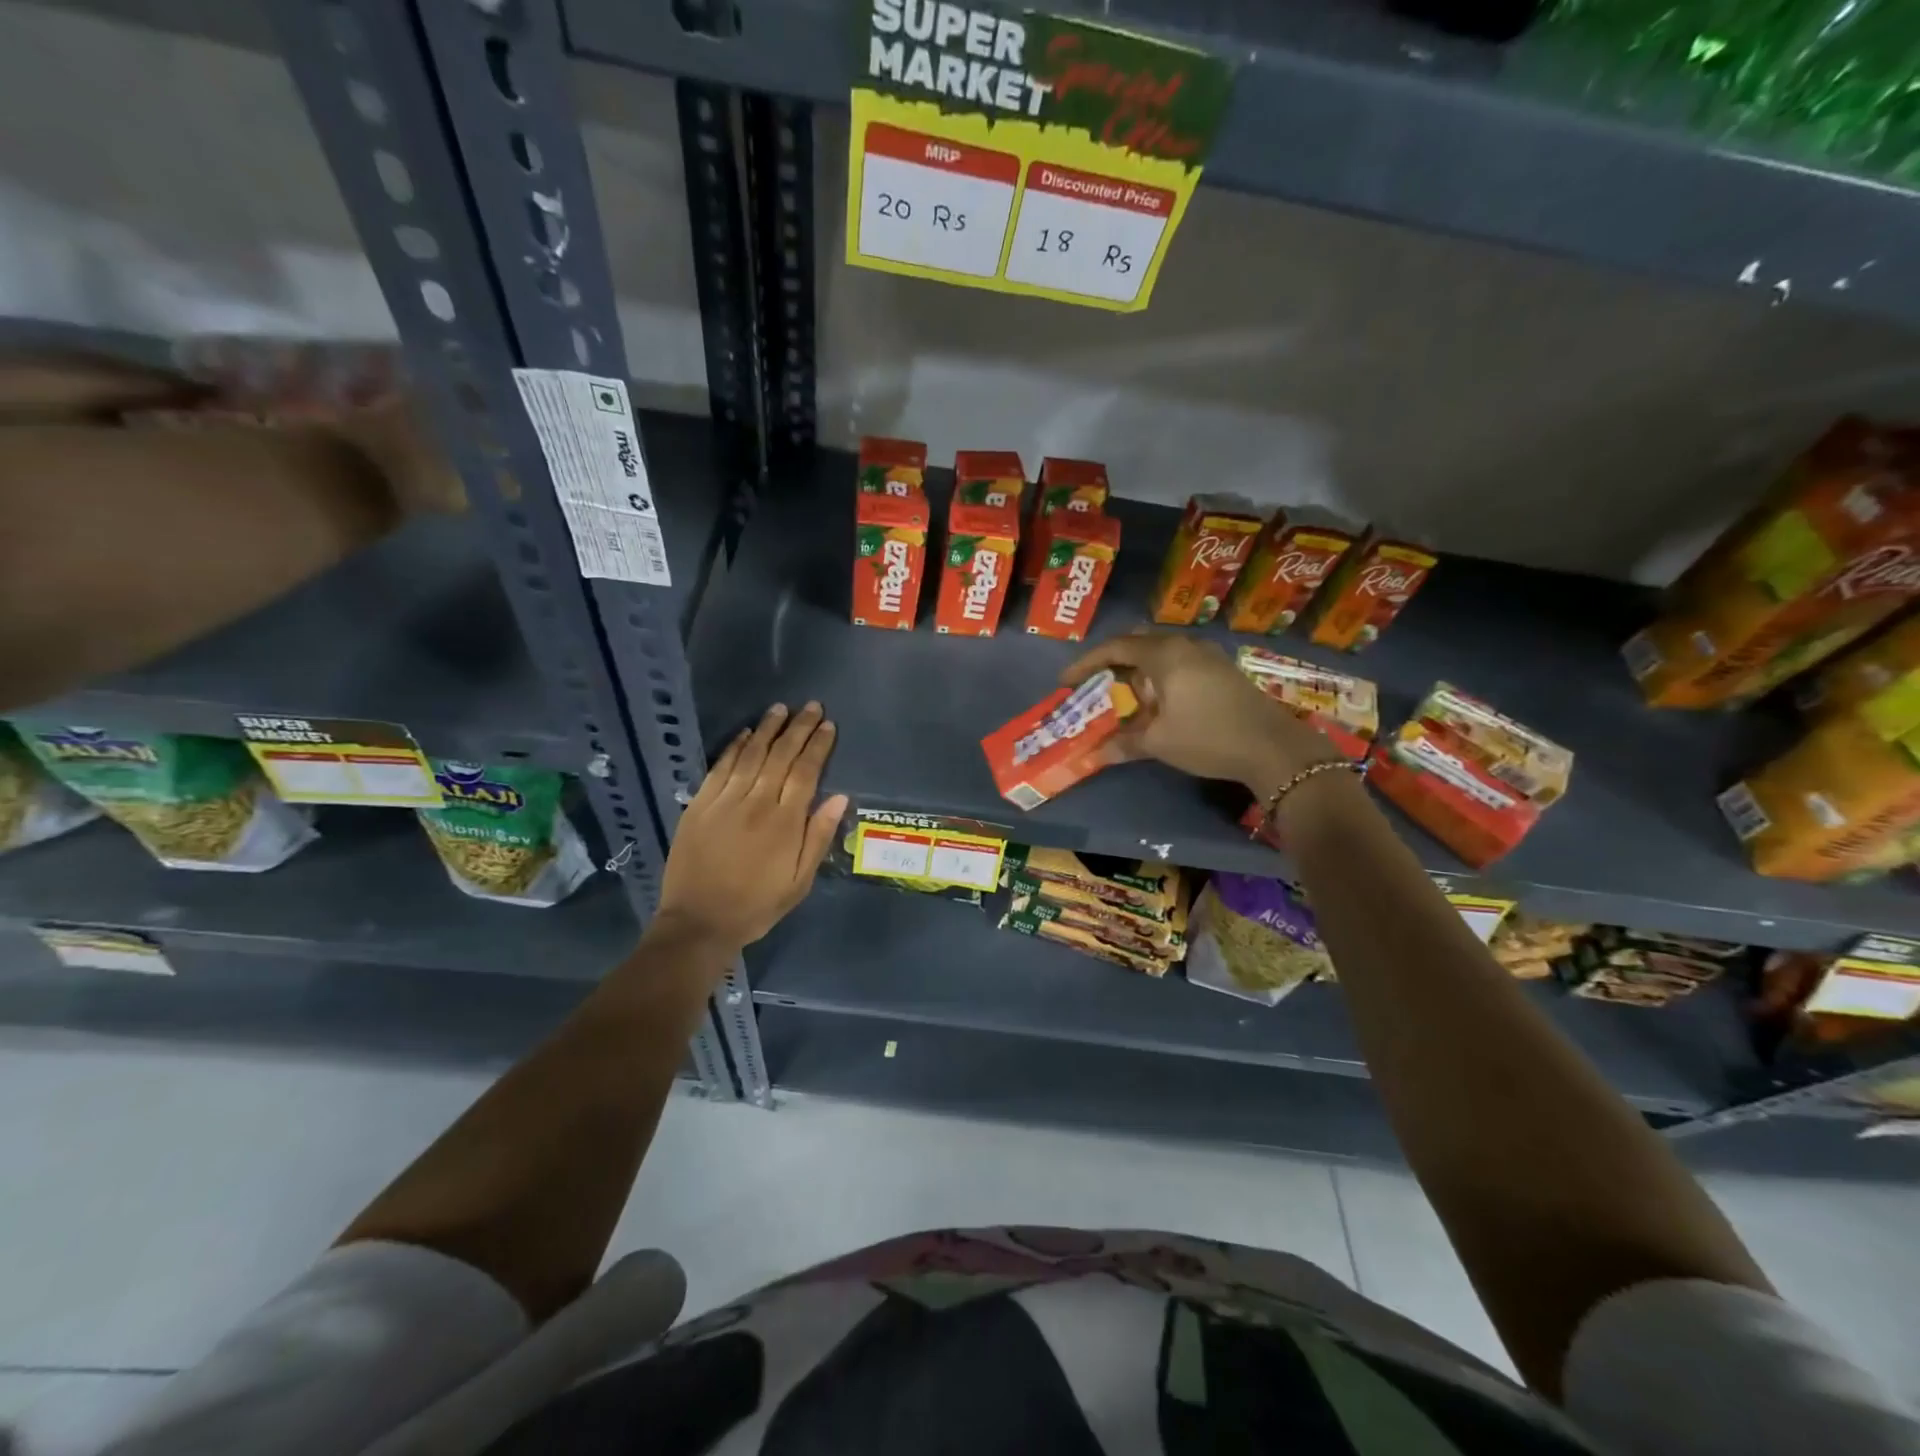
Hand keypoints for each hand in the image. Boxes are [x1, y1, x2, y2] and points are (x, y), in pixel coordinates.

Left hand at [654, 701, 848, 953]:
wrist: (698, 923)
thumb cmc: (756, 906)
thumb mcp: (799, 882)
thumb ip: (818, 837)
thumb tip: (839, 797)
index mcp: (784, 823)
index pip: (805, 772)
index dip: (818, 746)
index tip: (828, 726)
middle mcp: (755, 803)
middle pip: (780, 756)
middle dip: (798, 728)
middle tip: (812, 706)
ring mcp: (724, 801)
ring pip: (750, 755)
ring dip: (767, 728)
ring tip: (781, 708)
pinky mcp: (699, 805)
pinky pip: (720, 768)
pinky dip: (734, 748)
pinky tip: (745, 733)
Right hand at [1060, 631, 1344, 794]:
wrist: (1274, 748)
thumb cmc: (1208, 737)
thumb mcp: (1159, 742)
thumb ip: (1124, 743)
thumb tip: (1096, 754)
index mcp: (1165, 655)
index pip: (1116, 648)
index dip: (1087, 663)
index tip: (1066, 681)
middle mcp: (1186, 646)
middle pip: (1140, 642)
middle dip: (1114, 660)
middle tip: (1098, 683)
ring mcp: (1209, 656)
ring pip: (1163, 652)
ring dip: (1140, 670)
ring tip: (1127, 697)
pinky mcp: (1223, 670)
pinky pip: (1181, 663)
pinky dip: (1162, 676)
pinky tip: (1161, 703)